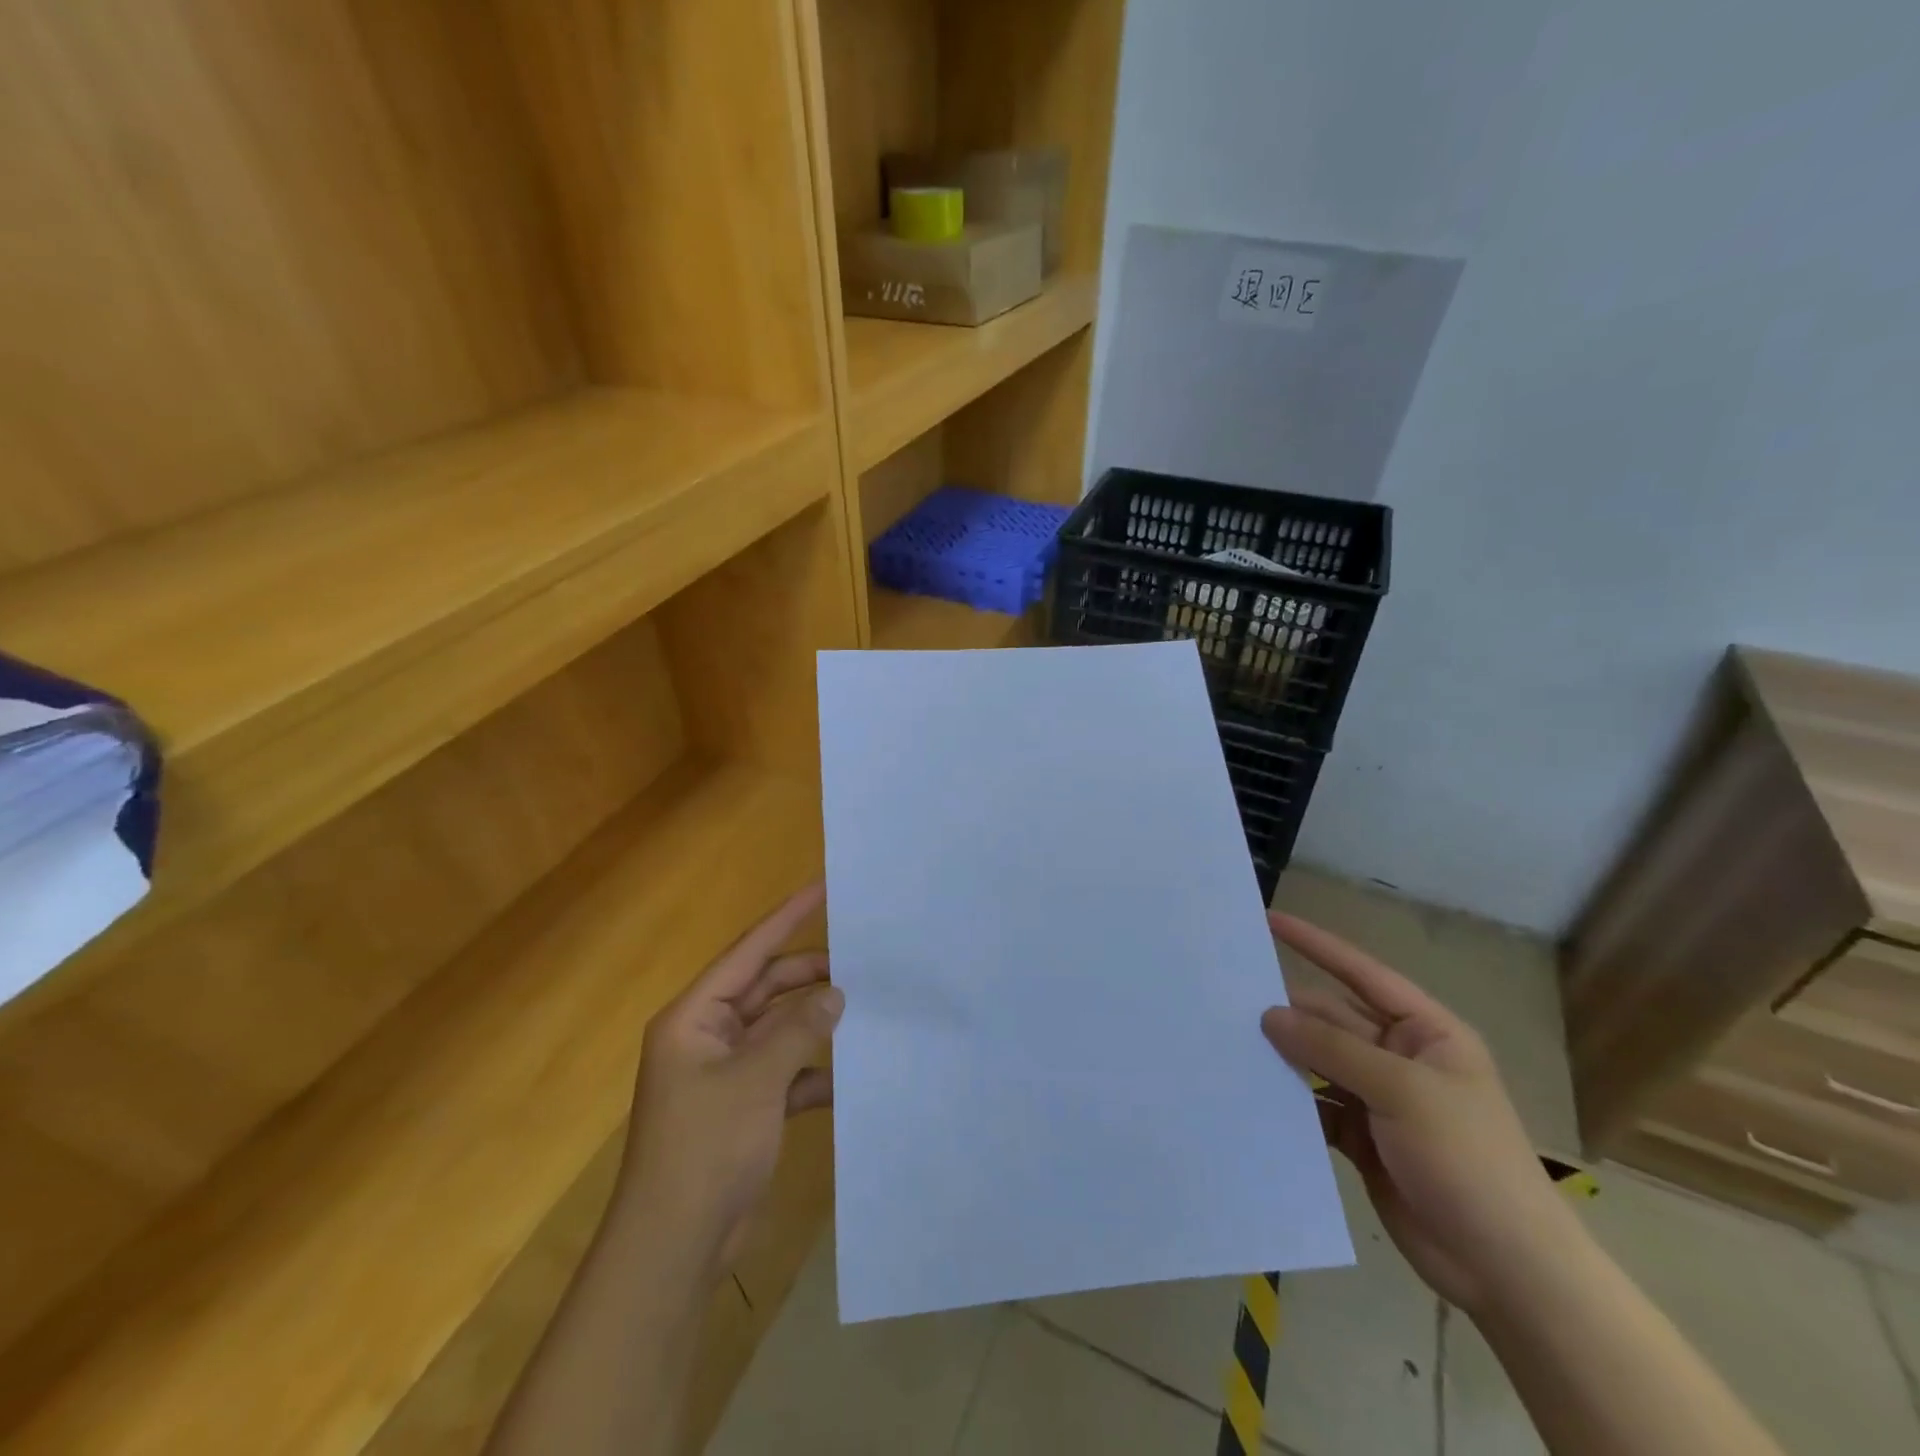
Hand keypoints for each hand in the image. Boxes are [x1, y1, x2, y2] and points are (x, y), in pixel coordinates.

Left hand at [620, 882, 842, 1276]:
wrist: (675, 1246)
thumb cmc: (706, 1148)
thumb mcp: (756, 1080)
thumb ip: (798, 1030)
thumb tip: (835, 993)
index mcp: (695, 1017)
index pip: (748, 952)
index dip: (786, 918)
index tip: (823, 888)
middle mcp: (709, 1036)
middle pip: (767, 988)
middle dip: (810, 976)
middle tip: (862, 963)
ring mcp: (727, 1073)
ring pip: (779, 1029)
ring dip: (815, 1023)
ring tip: (864, 1009)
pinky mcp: (745, 1107)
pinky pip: (785, 1072)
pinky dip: (813, 1071)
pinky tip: (849, 1074)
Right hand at [1261, 912, 1574, 1314]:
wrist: (1506, 1270)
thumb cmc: (1467, 1160)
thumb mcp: (1403, 1092)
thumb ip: (1332, 1048)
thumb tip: (1269, 1015)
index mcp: (1427, 1032)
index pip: (1362, 973)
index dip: (1316, 945)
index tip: (1269, 920)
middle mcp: (1401, 1057)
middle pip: (1332, 1019)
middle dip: (1287, 1010)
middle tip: (1227, 997)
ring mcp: (1380, 1100)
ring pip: (1319, 1062)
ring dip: (1282, 1056)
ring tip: (1228, 1042)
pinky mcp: (1361, 1138)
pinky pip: (1315, 1104)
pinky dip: (1289, 1100)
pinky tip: (1251, 1094)